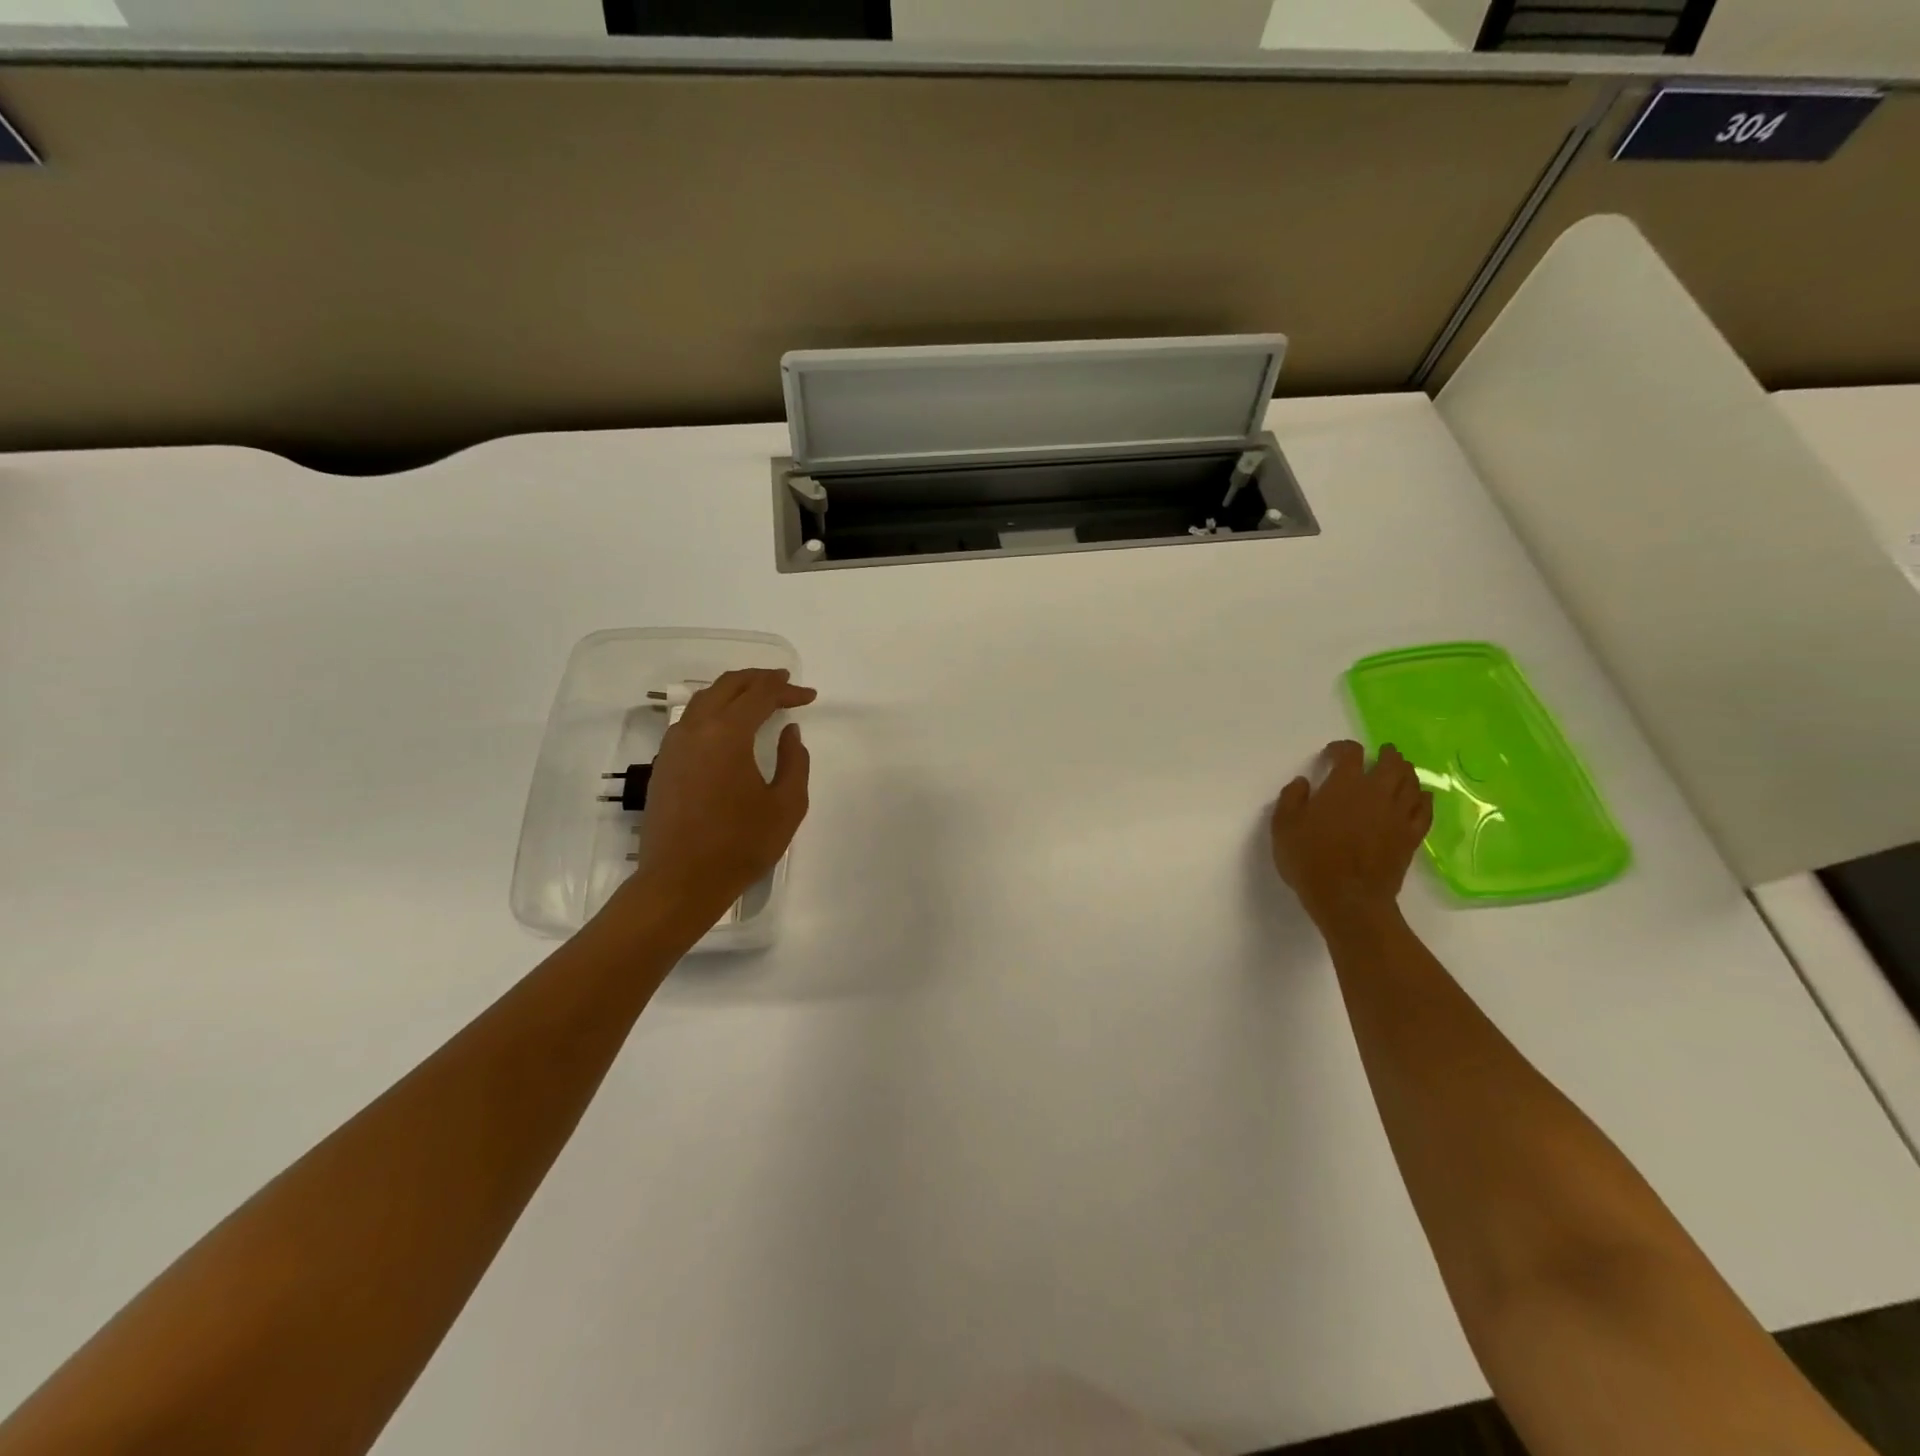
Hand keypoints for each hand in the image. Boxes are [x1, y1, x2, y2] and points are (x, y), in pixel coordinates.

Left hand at [628, 668, 816, 914]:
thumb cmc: (740, 845)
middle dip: (759, 680)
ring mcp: (674, 746)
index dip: (787, 691)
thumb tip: (790, 732)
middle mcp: (695, 729)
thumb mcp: (786, 805)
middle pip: (728, 686)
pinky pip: (690, 720)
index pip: (760, 695)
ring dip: (733, 692)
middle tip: (784, 683)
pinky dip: (714, 711)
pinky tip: (727, 727)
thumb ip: (795, 761)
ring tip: (757, 698)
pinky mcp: (664, 764)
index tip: (809, 697)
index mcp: (727, 734)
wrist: (680, 881)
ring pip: (704, 700)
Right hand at [1271, 740, 1432, 930]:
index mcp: (1344, 785)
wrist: (1348, 898)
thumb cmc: (1310, 859)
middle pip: (1391, 763)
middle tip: (1382, 753)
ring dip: (1406, 772)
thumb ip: (1291, 798)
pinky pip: (1425, 810)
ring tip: (1401, 771)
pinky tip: (1420, 798)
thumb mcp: (1283, 826)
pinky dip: (1423, 799)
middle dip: (1387, 754)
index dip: (1342, 748)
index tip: (1333, 754)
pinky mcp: (1411, 836)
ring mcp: (1399, 815)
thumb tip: (1303, 782)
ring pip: (1411, 783)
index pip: (1350, 753)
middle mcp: (1377, 793)